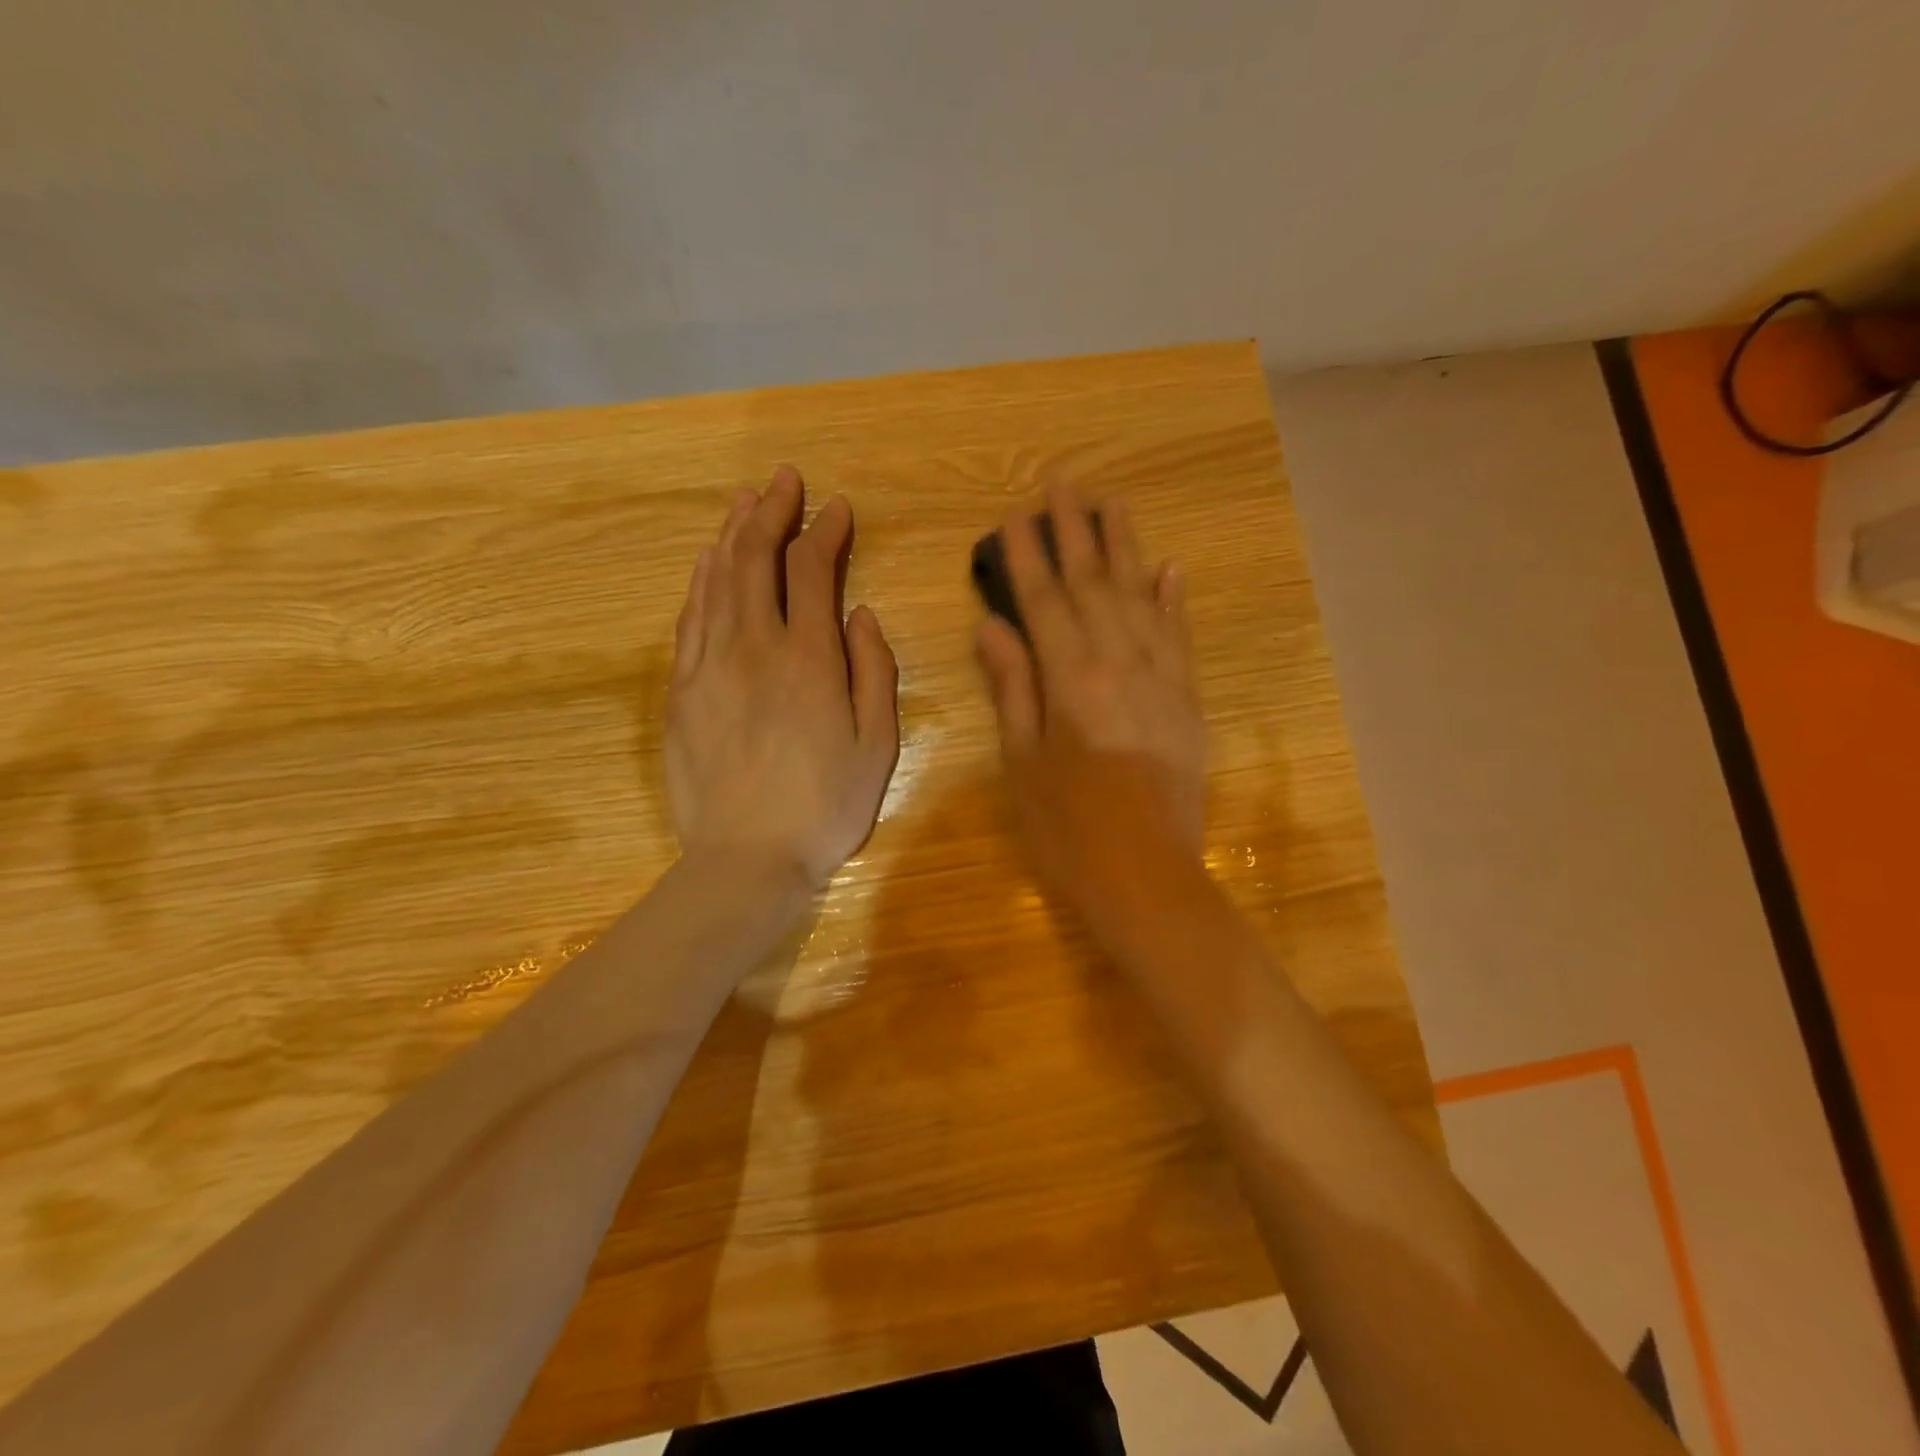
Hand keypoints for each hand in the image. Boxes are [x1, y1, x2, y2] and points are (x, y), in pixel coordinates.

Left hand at [665, 466, 899, 889]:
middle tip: (785, 479)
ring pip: (717, 579)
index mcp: (809, 659)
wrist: (745, 859)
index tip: (837, 508)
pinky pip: (690, 618)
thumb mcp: (877, 745)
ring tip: (745, 501)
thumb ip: (874, 672)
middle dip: (773, 512)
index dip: (825, 531)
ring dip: (733, 534)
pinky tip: (708, 562)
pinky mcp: (683, 690)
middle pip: (757, 559)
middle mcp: (754, 646)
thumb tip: (861, 614)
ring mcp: (710, 665)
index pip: (812, 571)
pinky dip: (701, 580)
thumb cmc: (824, 807)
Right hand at [975, 483, 1205, 932]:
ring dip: (1124, 546)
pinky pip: (1179, 635)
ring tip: (1111, 502)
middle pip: (1092, 584)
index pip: (1043, 601)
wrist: (1147, 876)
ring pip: (1139, 596)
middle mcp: (1119, 664)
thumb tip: (992, 626)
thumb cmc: (1067, 828)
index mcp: (1070, 681)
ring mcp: (1161, 678)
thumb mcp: (1022, 762)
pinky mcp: (1187, 699)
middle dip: (1074, 530)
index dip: (1027, 554)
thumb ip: (1012, 687)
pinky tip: (1168, 567)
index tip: (1015, 513)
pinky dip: (1173, 598)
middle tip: (1063, 481)